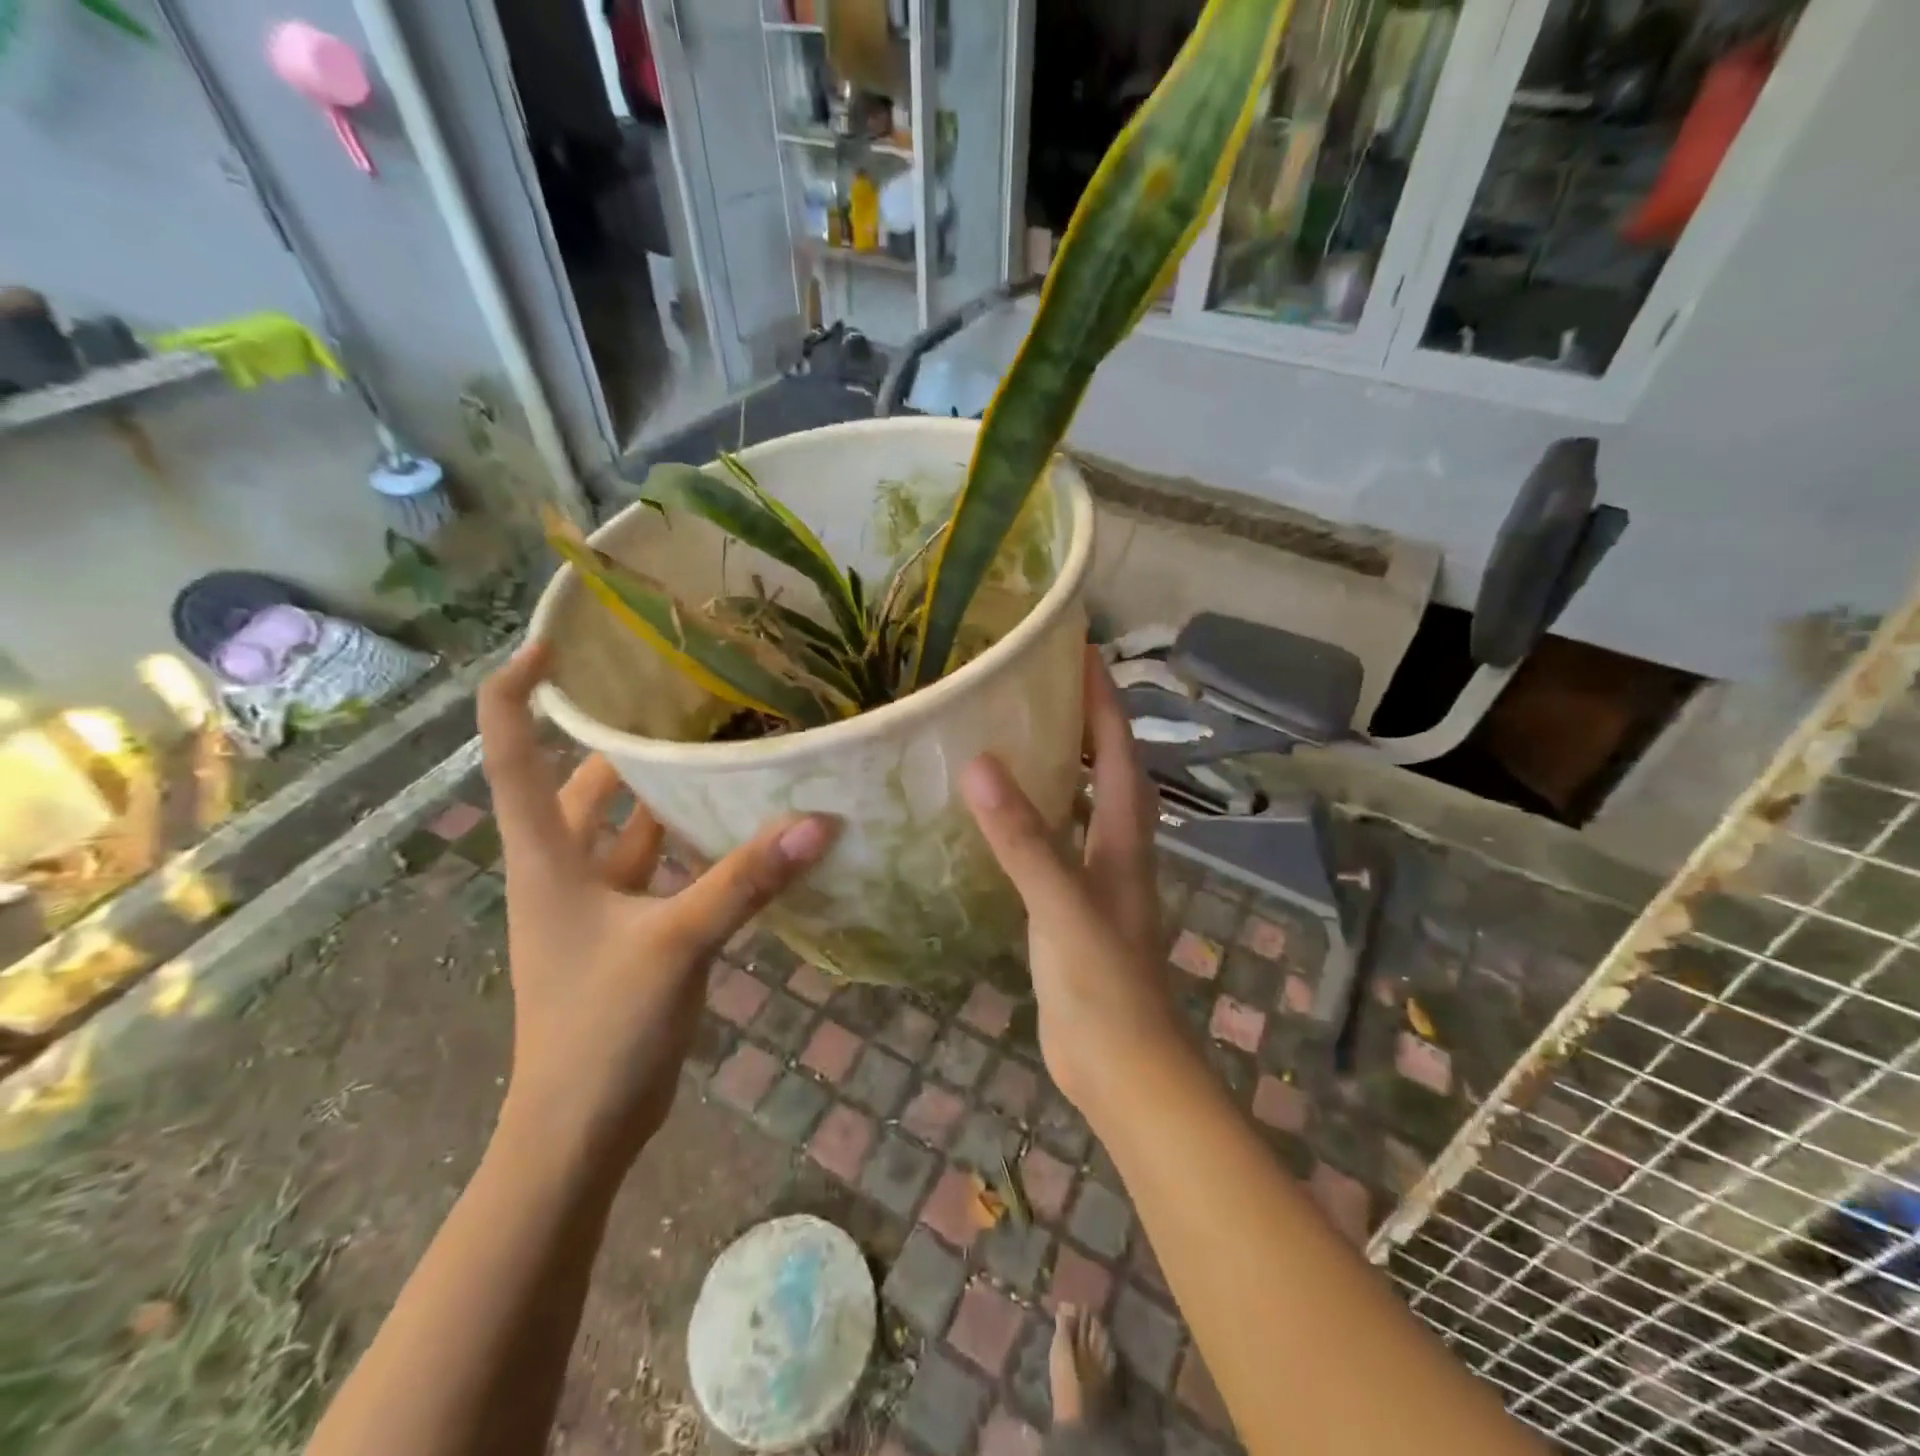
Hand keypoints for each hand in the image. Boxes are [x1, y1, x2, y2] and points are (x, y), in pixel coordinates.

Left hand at [478, 644, 838, 1165]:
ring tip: (718, 747)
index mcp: (545, 857)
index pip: (510, 752)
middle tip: (679, 694)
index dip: (519, 690)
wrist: (579, 1131)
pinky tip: (737, 831)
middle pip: (579, 782)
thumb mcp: (675, 944)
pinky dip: (689, 846)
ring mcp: (595, 904)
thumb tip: (817, 822)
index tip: (557, 644)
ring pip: (625, 827)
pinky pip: (657, 869)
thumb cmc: (601, 1029)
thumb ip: (745, 881)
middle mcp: (561, 870)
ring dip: (662, 793)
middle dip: (618, 738)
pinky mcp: (628, 933)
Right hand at [960, 647, 1186, 1112]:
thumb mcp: (1062, 905)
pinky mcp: (1073, 912)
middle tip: (1041, 687)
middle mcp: (1118, 850)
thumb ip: (1024, 838)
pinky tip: (1002, 820)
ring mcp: (1098, 882)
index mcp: (1124, 837)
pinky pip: (1057, 847)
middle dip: (1085, 724)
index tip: (1081, 650)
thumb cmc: (1103, 985)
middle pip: (1108, 771)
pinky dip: (1037, 821)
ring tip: (1018, 736)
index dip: (1103, 699)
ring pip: (1083, 808)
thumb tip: (979, 765)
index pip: (1118, 750)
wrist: (1123, 1069)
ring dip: (1062, 770)